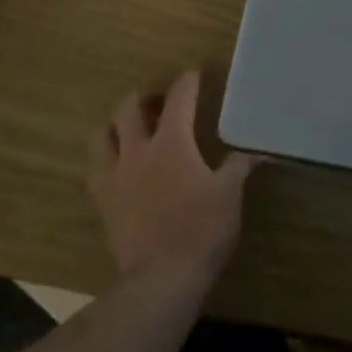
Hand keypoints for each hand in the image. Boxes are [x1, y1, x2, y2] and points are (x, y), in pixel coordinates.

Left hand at [91, 71, 258, 294]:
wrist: (161, 277)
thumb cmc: (201, 229)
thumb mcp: (230, 195)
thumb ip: (239, 166)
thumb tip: (257, 150)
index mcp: (172, 142)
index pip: (178, 98)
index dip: (187, 82)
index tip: (194, 74)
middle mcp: (138, 150)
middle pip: (130, 108)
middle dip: (144, 97)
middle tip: (158, 102)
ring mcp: (115, 175)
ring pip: (103, 134)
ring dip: (116, 123)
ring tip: (129, 127)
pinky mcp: (102, 200)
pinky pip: (95, 169)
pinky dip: (105, 158)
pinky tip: (117, 165)